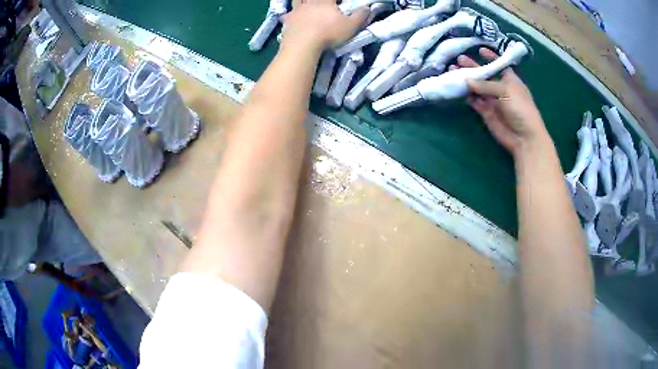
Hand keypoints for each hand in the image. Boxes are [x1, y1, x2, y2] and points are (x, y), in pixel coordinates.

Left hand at [280, 0, 368, 51]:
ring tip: (302, 2)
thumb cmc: (329, 33)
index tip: (336, 1)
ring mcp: (297, 11)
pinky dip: (288, 15)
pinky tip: (288, 17)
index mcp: (325, 1)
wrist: (303, 44)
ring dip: (300, 0)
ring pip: (297, 0)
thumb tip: (368, 8)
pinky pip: (287, 15)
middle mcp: (309, 3)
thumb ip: (360, 16)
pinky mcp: (288, 21)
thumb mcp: (350, 26)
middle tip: (318, 2)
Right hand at [453, 48, 546, 156]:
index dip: (491, 57)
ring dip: (466, 81)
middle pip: (484, 75)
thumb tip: (467, 80)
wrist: (523, 137)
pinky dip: (468, 96)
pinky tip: (459, 90)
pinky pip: (475, 101)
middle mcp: (500, 88)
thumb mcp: (506, 90)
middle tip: (458, 60)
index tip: (480, 49)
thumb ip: (486, 84)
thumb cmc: (520, 108)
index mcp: (510, 79)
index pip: (499, 65)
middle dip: (473, 67)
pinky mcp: (486, 112)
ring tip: (453, 72)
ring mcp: (493, 100)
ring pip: (477, 88)